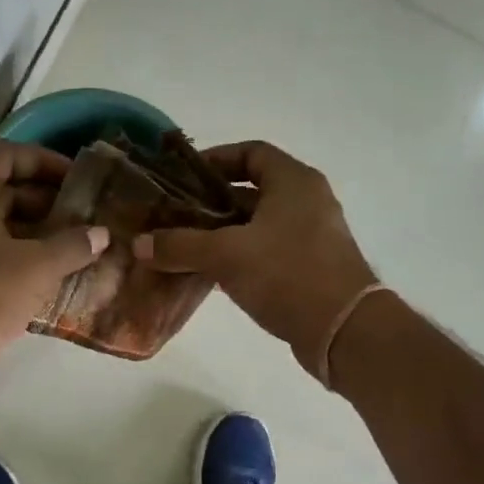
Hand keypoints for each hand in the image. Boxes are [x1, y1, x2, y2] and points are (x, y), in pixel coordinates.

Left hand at [0, 141, 109, 397]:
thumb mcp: (36, 268)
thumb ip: (72, 245)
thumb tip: (101, 233)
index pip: (10, 155)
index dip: (48, 163)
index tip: (80, 180)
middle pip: (5, 188)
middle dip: (48, 201)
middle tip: (86, 217)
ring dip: (36, 231)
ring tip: (77, 246)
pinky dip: (19, 254)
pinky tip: (51, 274)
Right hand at [134, 140, 375, 372]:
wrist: (344, 330)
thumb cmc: (287, 274)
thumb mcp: (226, 255)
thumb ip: (180, 246)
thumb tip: (139, 244)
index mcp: (293, 182)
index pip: (251, 153)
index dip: (215, 159)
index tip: (183, 177)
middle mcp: (305, 202)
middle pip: (250, 192)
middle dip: (209, 204)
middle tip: (172, 217)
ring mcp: (310, 237)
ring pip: (255, 226)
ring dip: (220, 235)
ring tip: (181, 247)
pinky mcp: (308, 269)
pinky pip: (265, 252)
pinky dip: (237, 258)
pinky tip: (207, 274)